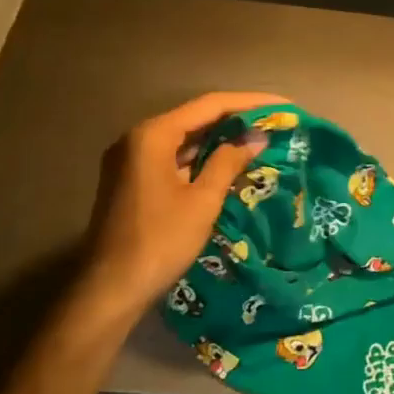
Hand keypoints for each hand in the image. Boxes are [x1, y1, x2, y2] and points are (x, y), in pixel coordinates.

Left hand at [79, 91, 288, 320]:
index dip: (250, 103)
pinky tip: (227, 162)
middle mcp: (137, 138)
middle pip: (195, 117)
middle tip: (273, 122)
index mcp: (153, 135)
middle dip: (236, 119)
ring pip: (184, 138)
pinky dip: (200, 157)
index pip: (210, 105)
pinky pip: (172, 156)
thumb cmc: (159, 241)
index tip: (283, 106)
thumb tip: (256, 139)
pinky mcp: (131, 180)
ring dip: (219, 138)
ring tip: (258, 139)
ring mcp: (131, 159)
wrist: (110, 291)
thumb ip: (228, 162)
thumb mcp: (202, 201)